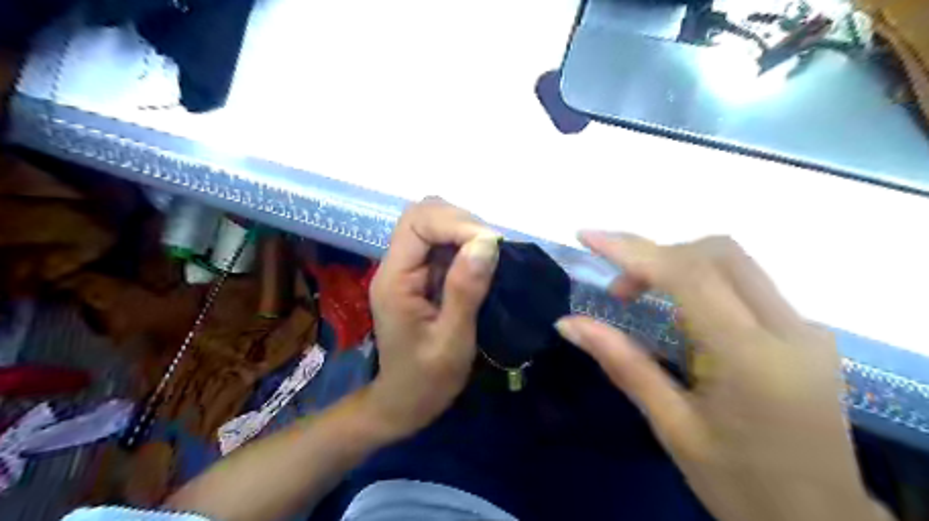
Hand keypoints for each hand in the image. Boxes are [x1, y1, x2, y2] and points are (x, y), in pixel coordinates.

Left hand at [362, 198, 499, 440]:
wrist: (404, 403)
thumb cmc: (426, 380)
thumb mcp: (452, 340)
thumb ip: (465, 290)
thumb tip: (487, 242)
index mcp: (395, 280)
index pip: (417, 223)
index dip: (455, 223)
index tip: (492, 244)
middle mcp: (396, 266)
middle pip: (422, 215)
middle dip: (461, 221)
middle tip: (493, 247)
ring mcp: (409, 269)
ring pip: (433, 225)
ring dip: (465, 230)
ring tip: (491, 253)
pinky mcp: (422, 276)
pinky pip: (442, 244)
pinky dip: (465, 244)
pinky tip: (481, 261)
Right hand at [553, 233, 887, 520]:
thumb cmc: (739, 484)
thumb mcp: (672, 426)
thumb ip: (622, 363)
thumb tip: (568, 323)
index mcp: (753, 359)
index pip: (690, 275)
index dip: (634, 250)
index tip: (588, 237)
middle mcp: (790, 330)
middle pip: (718, 253)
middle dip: (657, 256)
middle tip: (619, 291)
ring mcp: (805, 328)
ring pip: (733, 263)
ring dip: (677, 267)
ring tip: (639, 299)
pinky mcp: (805, 333)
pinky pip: (744, 284)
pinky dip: (700, 283)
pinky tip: (679, 316)